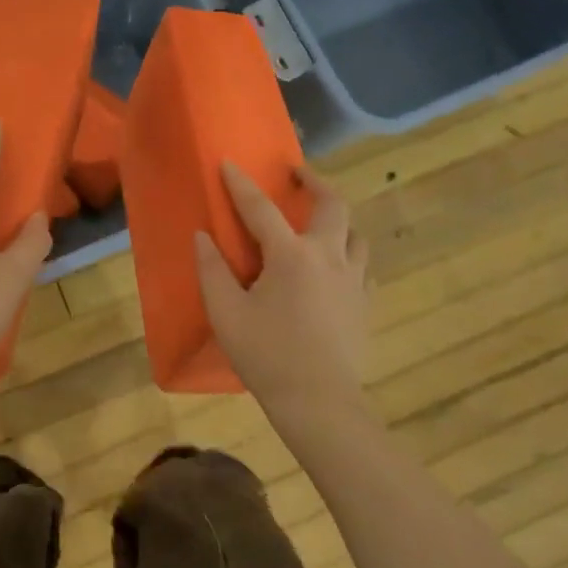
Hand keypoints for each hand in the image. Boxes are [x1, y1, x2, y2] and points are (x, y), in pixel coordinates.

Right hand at [195, 162, 369, 411]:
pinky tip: (336, 267)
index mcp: (291, 256)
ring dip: (338, 219)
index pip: (261, 208)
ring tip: (320, 222)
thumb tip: (203, 237)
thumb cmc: (266, 355)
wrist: (320, 404)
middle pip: (333, 205)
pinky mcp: (365, 304)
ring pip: (356, 234)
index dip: (241, 184)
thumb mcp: (226, 313)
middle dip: (316, 182)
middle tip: (299, 175)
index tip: (229, 163)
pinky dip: (349, 254)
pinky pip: (363, 266)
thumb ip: (212, 270)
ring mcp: (354, 281)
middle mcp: (328, 257)